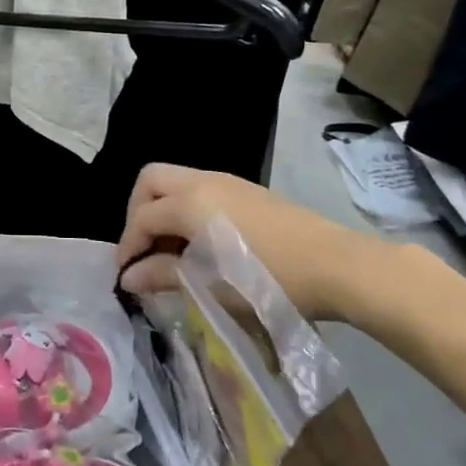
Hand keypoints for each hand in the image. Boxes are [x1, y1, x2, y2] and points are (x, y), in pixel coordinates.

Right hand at [116, 163, 384, 319]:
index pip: (142, 217)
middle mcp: (203, 181)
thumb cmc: (269, 279)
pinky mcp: (247, 191)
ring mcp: (227, 182)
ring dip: (164, 209)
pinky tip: (203, 244)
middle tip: (144, 248)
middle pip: (151, 180)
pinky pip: (201, 189)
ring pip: (177, 181)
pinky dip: (187, 209)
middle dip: (138, 211)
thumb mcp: (210, 284)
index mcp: (189, 202)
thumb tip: (128, 277)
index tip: (126, 276)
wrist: (339, 266)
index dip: (128, 246)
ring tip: (172, 251)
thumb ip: (163, 275)